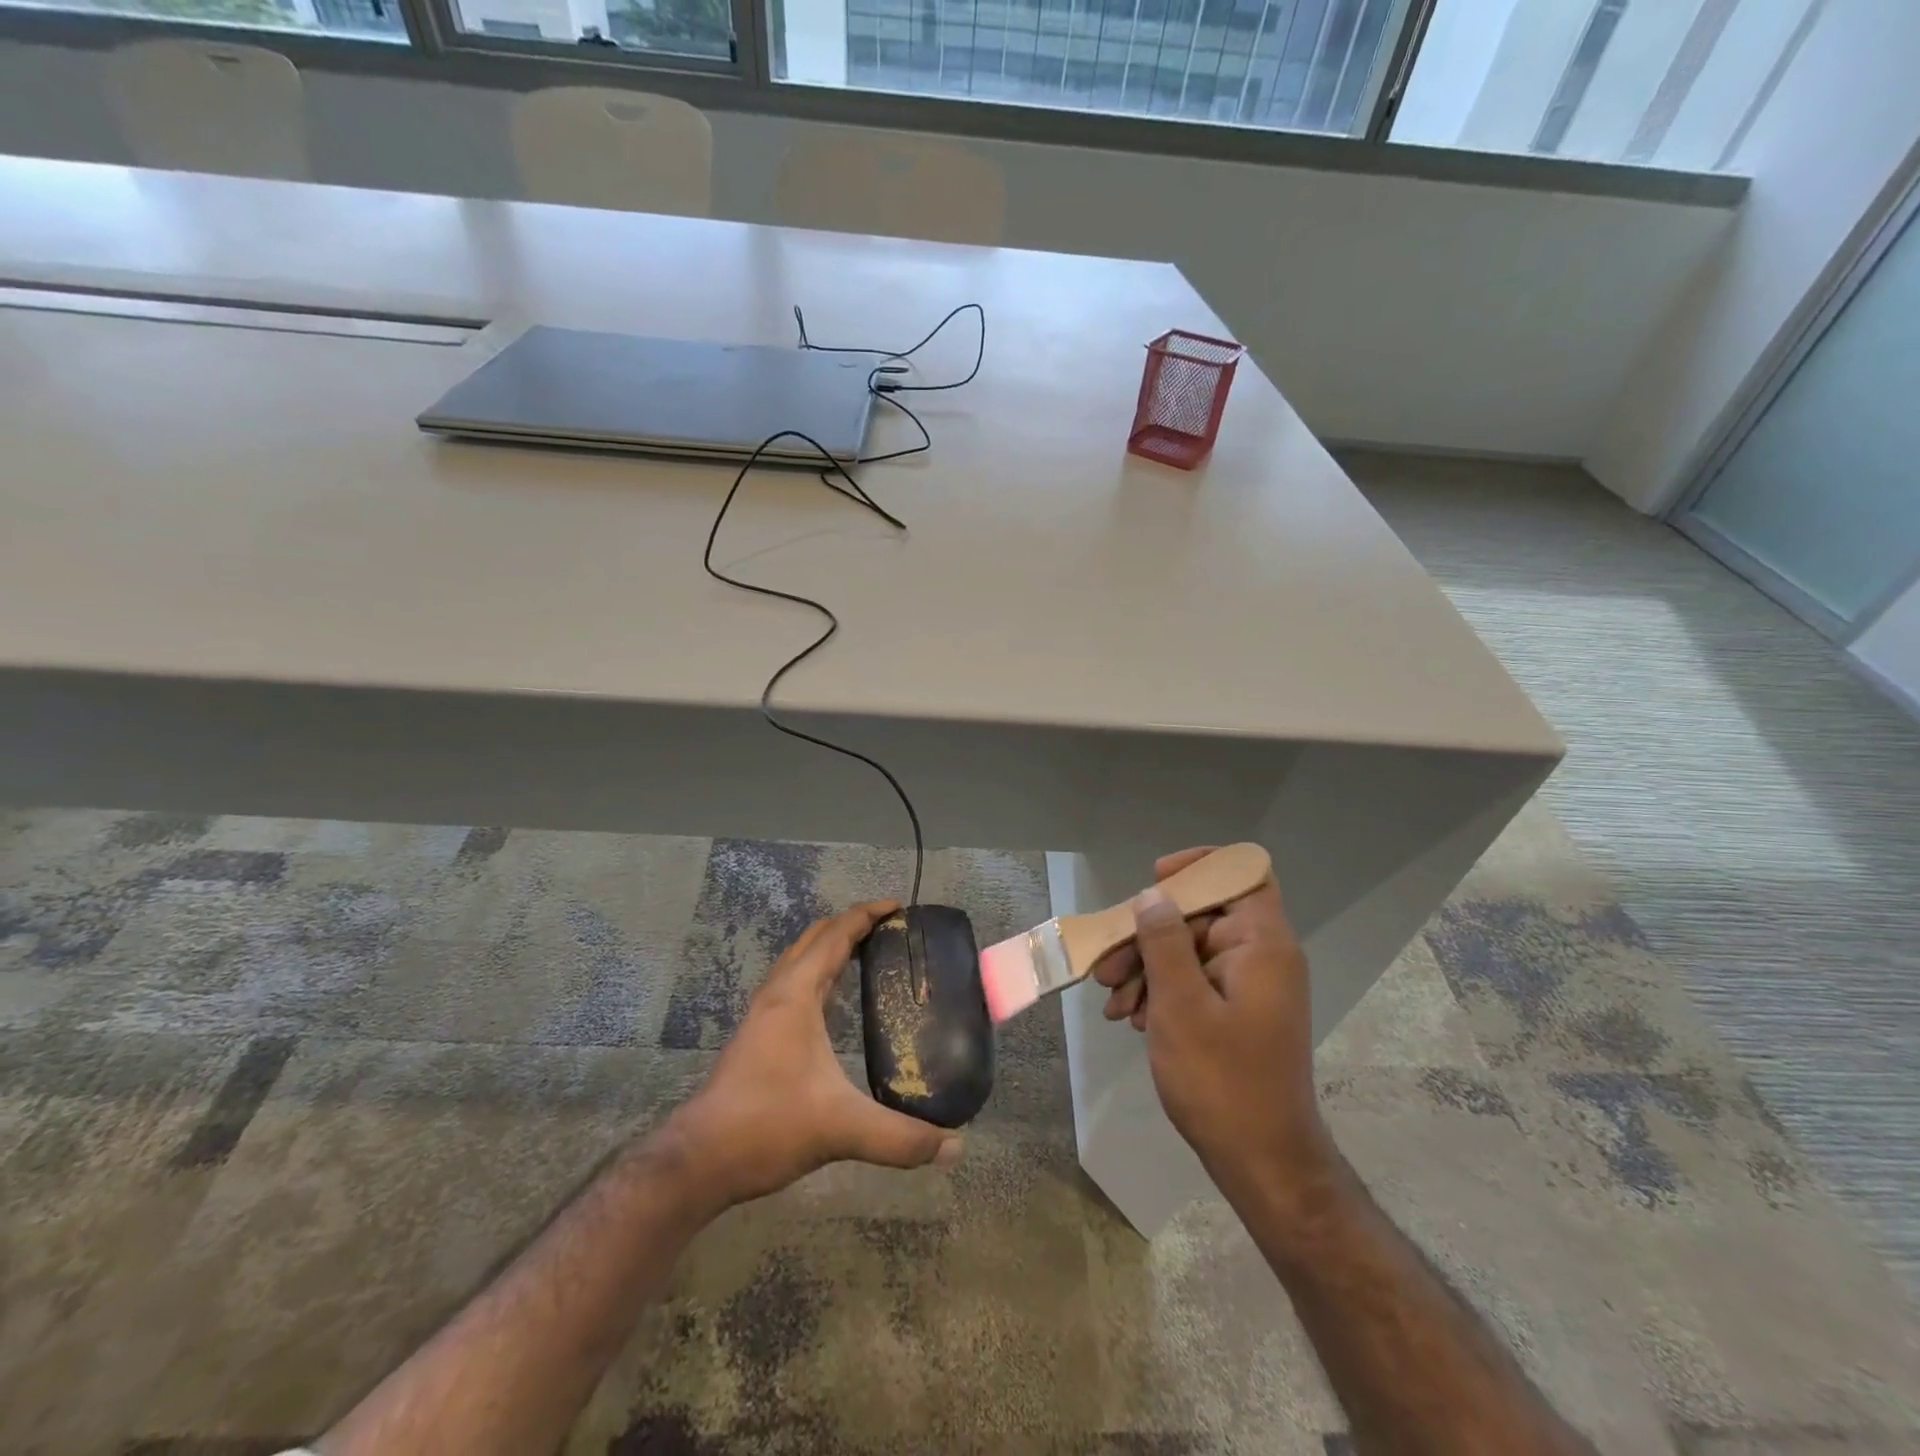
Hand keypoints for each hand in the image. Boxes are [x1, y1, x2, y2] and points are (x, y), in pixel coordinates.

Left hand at [664, 901, 961, 1207]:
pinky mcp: (758, 1034)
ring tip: (868, 952)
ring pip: (800, 959)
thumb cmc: (767, 1126)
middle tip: (891, 928)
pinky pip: (794, 982)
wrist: (699, 1161)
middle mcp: (778, 993)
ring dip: (831, 946)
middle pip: (815, 938)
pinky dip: (818, 971)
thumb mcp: (841, 1129)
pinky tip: (834, 998)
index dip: (867, 915)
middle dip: (851, 924)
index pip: (836, 936)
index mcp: (796, 995)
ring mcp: (763, 1013)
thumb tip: (955, 1146)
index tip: (900, 907)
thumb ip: (900, 1138)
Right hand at [1089, 850, 1333, 1197]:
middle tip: (1107, 966)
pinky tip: (1128, 1016)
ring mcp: (1247, 986)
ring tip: (1112, 1001)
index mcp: (1262, 944)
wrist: (1262, 1163)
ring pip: (1188, 950)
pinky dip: (1159, 991)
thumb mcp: (1181, 1005)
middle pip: (1200, 916)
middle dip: (1148, 934)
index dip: (1199, 866)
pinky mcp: (1234, 1011)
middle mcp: (1260, 956)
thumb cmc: (1222, 1081)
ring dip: (1145, 968)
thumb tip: (1153, 896)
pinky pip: (1192, 981)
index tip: (1155, 881)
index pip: (1241, 873)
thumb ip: (1164, 941)